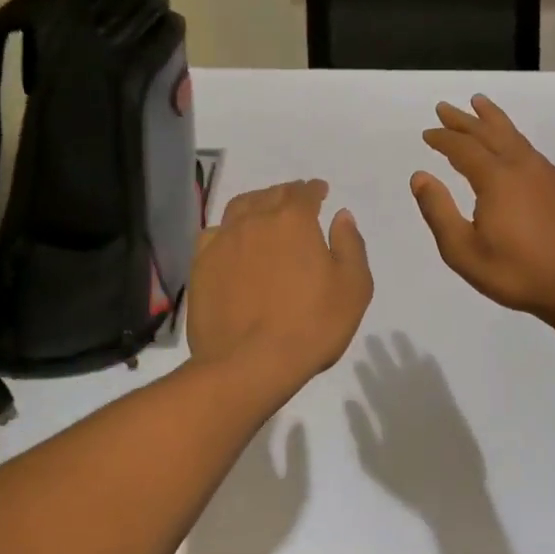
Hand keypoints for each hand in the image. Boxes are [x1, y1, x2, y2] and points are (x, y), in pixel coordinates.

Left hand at [188, 179, 373, 388]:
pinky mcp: (201, 265)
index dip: (314, 190)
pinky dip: (228, 229)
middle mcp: (255, 220)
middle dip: (287, 194)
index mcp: (294, 221)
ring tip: (263, 212)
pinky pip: (214, 233)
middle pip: (272, 195)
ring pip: (240, 207)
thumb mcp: (353, 287)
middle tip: (295, 200)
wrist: (248, 364)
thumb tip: (341, 215)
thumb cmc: (311, 325)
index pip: (305, 193)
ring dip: (256, 203)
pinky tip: (233, 240)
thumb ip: (350, 245)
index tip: (320, 192)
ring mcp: (224, 241)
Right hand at [412, 96, 554, 328]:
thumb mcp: (465, 252)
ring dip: (494, 120)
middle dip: (465, 119)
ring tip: (481, 105)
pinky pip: (533, 152)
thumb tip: (420, 176)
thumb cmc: (520, 274)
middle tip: (446, 107)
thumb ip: (439, 212)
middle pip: (490, 133)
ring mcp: (550, 175)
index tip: (428, 132)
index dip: (443, 138)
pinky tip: (515, 150)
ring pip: (516, 137)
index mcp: (496, 179)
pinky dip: (515, 140)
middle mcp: (523, 166)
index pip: (463, 148)